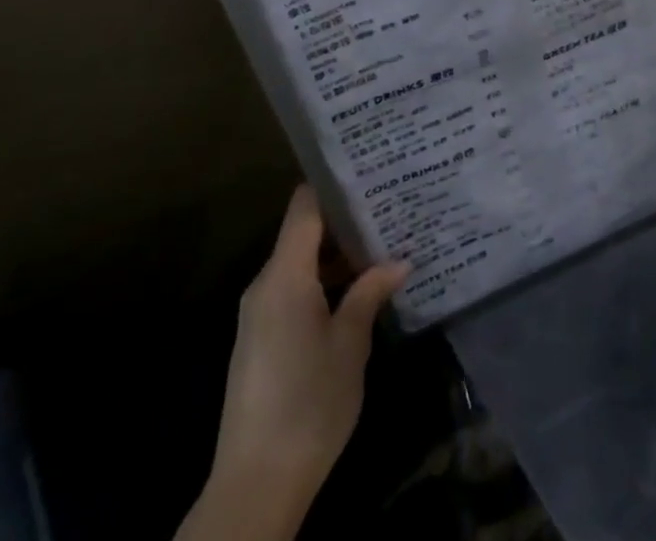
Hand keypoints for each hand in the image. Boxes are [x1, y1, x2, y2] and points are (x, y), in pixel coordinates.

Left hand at [190, 186, 408, 540]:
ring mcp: (259, 313)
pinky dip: (322, 282)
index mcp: (284, 275)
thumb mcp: (350, 345)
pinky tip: (356, 290)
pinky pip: (292, 290)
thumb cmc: (309, 403)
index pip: (304, 206)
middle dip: (344, 221)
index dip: (333, 185)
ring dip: (335, 256)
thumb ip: (370, 294)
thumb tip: (399, 260)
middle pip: (303, 232)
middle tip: (388, 208)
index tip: (368, 172)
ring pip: (300, 263)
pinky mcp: (261, 338)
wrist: (255, 484)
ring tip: (381, 244)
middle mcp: (265, 284)